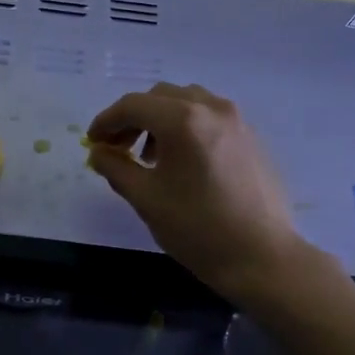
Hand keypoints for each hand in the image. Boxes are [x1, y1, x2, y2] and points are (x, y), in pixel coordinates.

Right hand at [86, 84, 304, 301]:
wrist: (262, 257)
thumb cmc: (198, 229)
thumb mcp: (146, 198)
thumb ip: (115, 167)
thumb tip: (98, 152)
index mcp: (183, 120)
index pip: (133, 105)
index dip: (106, 121)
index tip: (92, 142)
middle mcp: (212, 108)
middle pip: (160, 97)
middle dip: (133, 118)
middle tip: (117, 148)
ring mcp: (236, 120)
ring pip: (187, 102)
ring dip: (160, 120)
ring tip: (150, 157)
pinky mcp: (251, 137)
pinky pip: (209, 116)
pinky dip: (186, 126)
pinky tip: (181, 161)